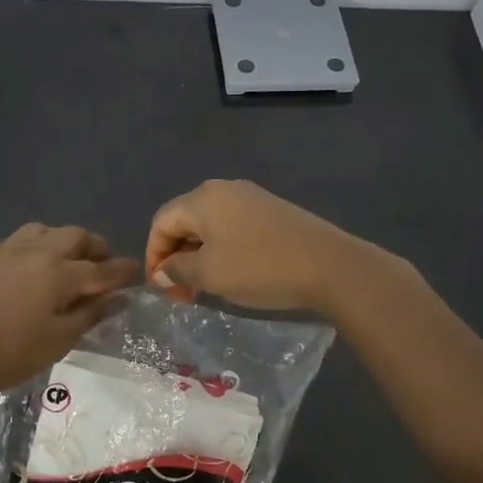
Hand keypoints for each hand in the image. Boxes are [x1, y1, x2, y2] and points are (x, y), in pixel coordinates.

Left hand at [0, 224, 141, 394]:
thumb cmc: (8, 354)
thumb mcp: (58, 341)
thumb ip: (90, 315)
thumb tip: (118, 298)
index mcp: (59, 272)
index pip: (102, 268)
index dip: (123, 270)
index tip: (136, 272)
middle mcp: (36, 251)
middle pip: (75, 236)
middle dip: (95, 247)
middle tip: (102, 265)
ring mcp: (5, 249)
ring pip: (43, 230)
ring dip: (61, 240)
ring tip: (65, 260)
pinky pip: (14, 241)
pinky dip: (29, 249)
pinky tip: (24, 267)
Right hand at [145, 180, 371, 311]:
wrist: (329, 265)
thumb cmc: (259, 267)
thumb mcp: (209, 274)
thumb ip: (177, 271)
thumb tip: (162, 272)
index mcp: (203, 198)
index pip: (161, 221)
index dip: (153, 255)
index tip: (160, 288)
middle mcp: (224, 190)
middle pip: (184, 220)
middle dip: (175, 257)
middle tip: (181, 292)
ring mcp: (251, 198)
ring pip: (209, 225)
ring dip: (198, 256)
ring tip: (203, 287)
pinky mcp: (272, 211)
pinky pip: (232, 227)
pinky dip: (221, 250)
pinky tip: (231, 273)